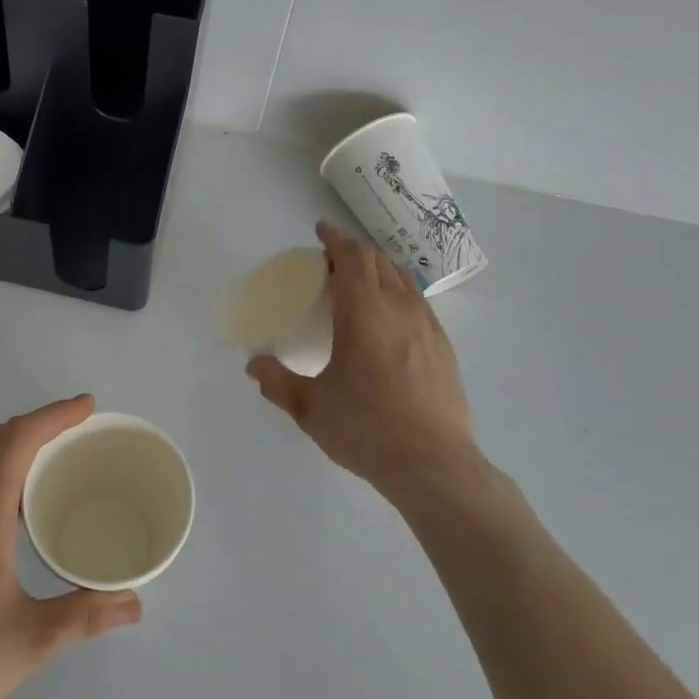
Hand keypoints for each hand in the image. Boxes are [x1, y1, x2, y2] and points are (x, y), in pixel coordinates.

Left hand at [0, 395, 141, 698]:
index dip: (55, 415)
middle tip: (77, 428)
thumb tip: (134, 604)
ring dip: (14, 450)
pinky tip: (10, 512)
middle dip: (39, 424)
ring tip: (50, 465)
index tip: (87, 406)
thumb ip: (86, 615)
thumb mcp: (34, 638)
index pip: (19, 440)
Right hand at [247, 221, 482, 502]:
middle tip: (332, 260)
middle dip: (355, 252)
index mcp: (365, 313)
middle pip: (380, 262)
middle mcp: (400, 309)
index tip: (321, 231)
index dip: (336, 239)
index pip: (353, 258)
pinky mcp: (444, 349)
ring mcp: (428, 328)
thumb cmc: (367, 429)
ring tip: (360, 282)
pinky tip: (389, 318)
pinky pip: (418, 303)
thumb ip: (277, 382)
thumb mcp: (310, 408)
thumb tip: (254, 365)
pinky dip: (398, 293)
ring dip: (379, 270)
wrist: (435, 467)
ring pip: (403, 280)